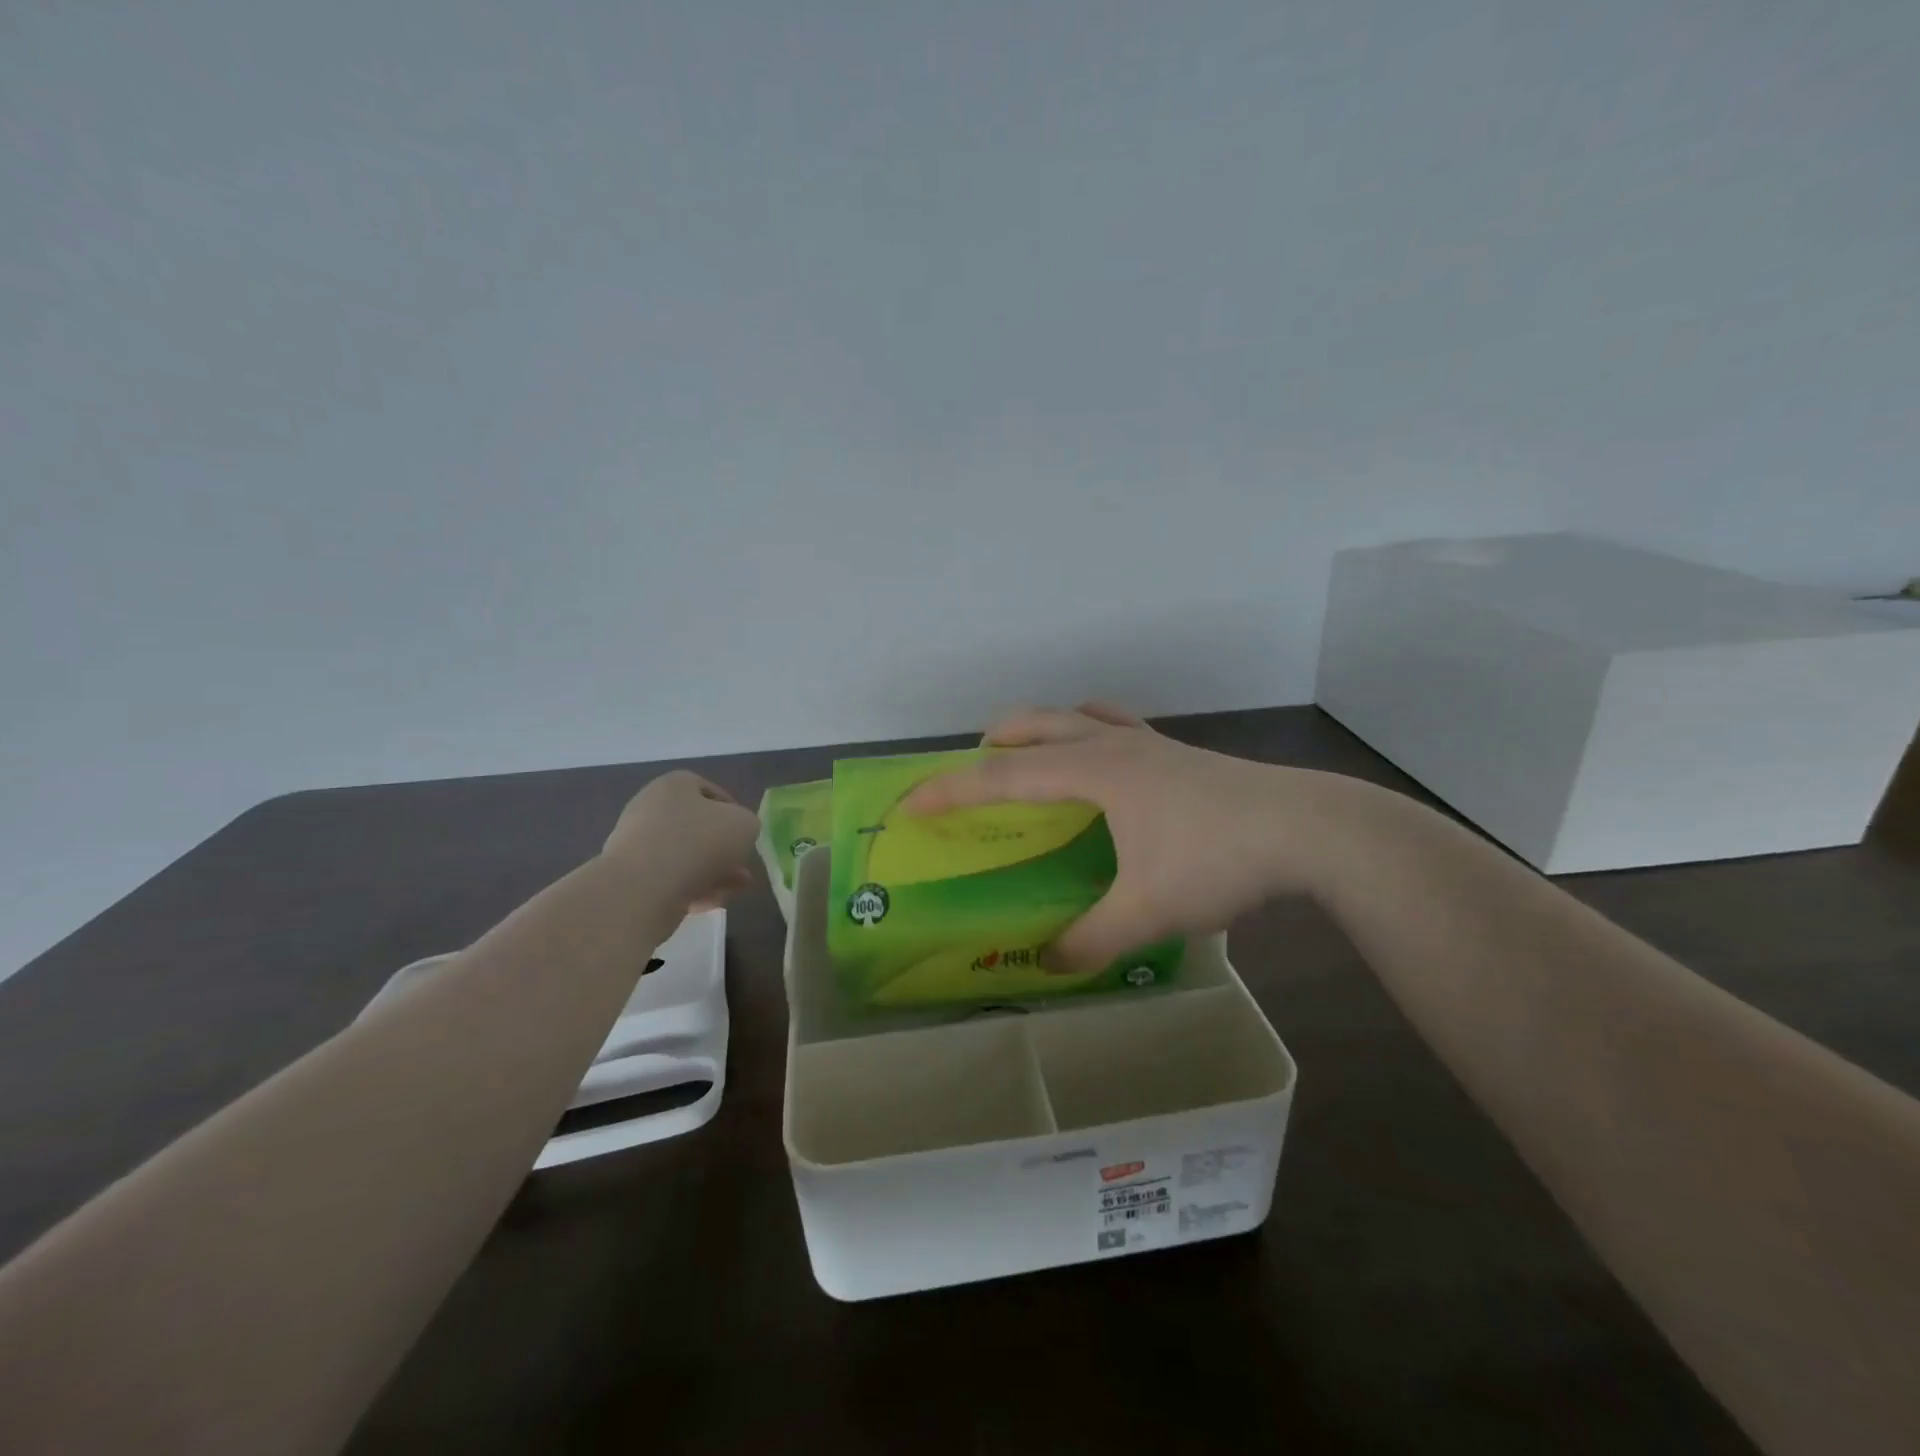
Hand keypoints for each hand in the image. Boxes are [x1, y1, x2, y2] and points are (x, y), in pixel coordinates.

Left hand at [603, 770, 759, 912]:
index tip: (746, 833)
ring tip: (734, 889)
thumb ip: (748, 824)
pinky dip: (692, 889)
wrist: (643, 888)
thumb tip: (737, 834)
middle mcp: (650, 809)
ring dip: (713, 872)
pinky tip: (711, 902)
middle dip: (724, 849)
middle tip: (743, 867)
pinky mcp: (630, 878)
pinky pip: (669, 879)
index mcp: (674, 786)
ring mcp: (637, 844)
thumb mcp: (745, 824)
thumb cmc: (698, 842)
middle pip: (697, 827)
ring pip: (686, 856)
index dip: (733, 811)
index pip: (708, 790)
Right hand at [902, 703, 1388, 969]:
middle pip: (1035, 726)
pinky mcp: (1179, 753)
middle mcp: (1113, 746)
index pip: (1002, 776)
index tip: (908, 804)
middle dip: (992, 743)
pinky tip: (1103, 762)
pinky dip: (1089, 732)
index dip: (949, 790)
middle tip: (970, 772)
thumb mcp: (1147, 911)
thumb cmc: (1219, 860)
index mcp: (1094, 772)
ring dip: (1040, 730)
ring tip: (1028, 758)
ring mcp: (1150, 743)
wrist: (1311, 829)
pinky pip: (1117, 727)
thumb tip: (1047, 965)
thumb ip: (1090, 940)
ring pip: (1077, 717)